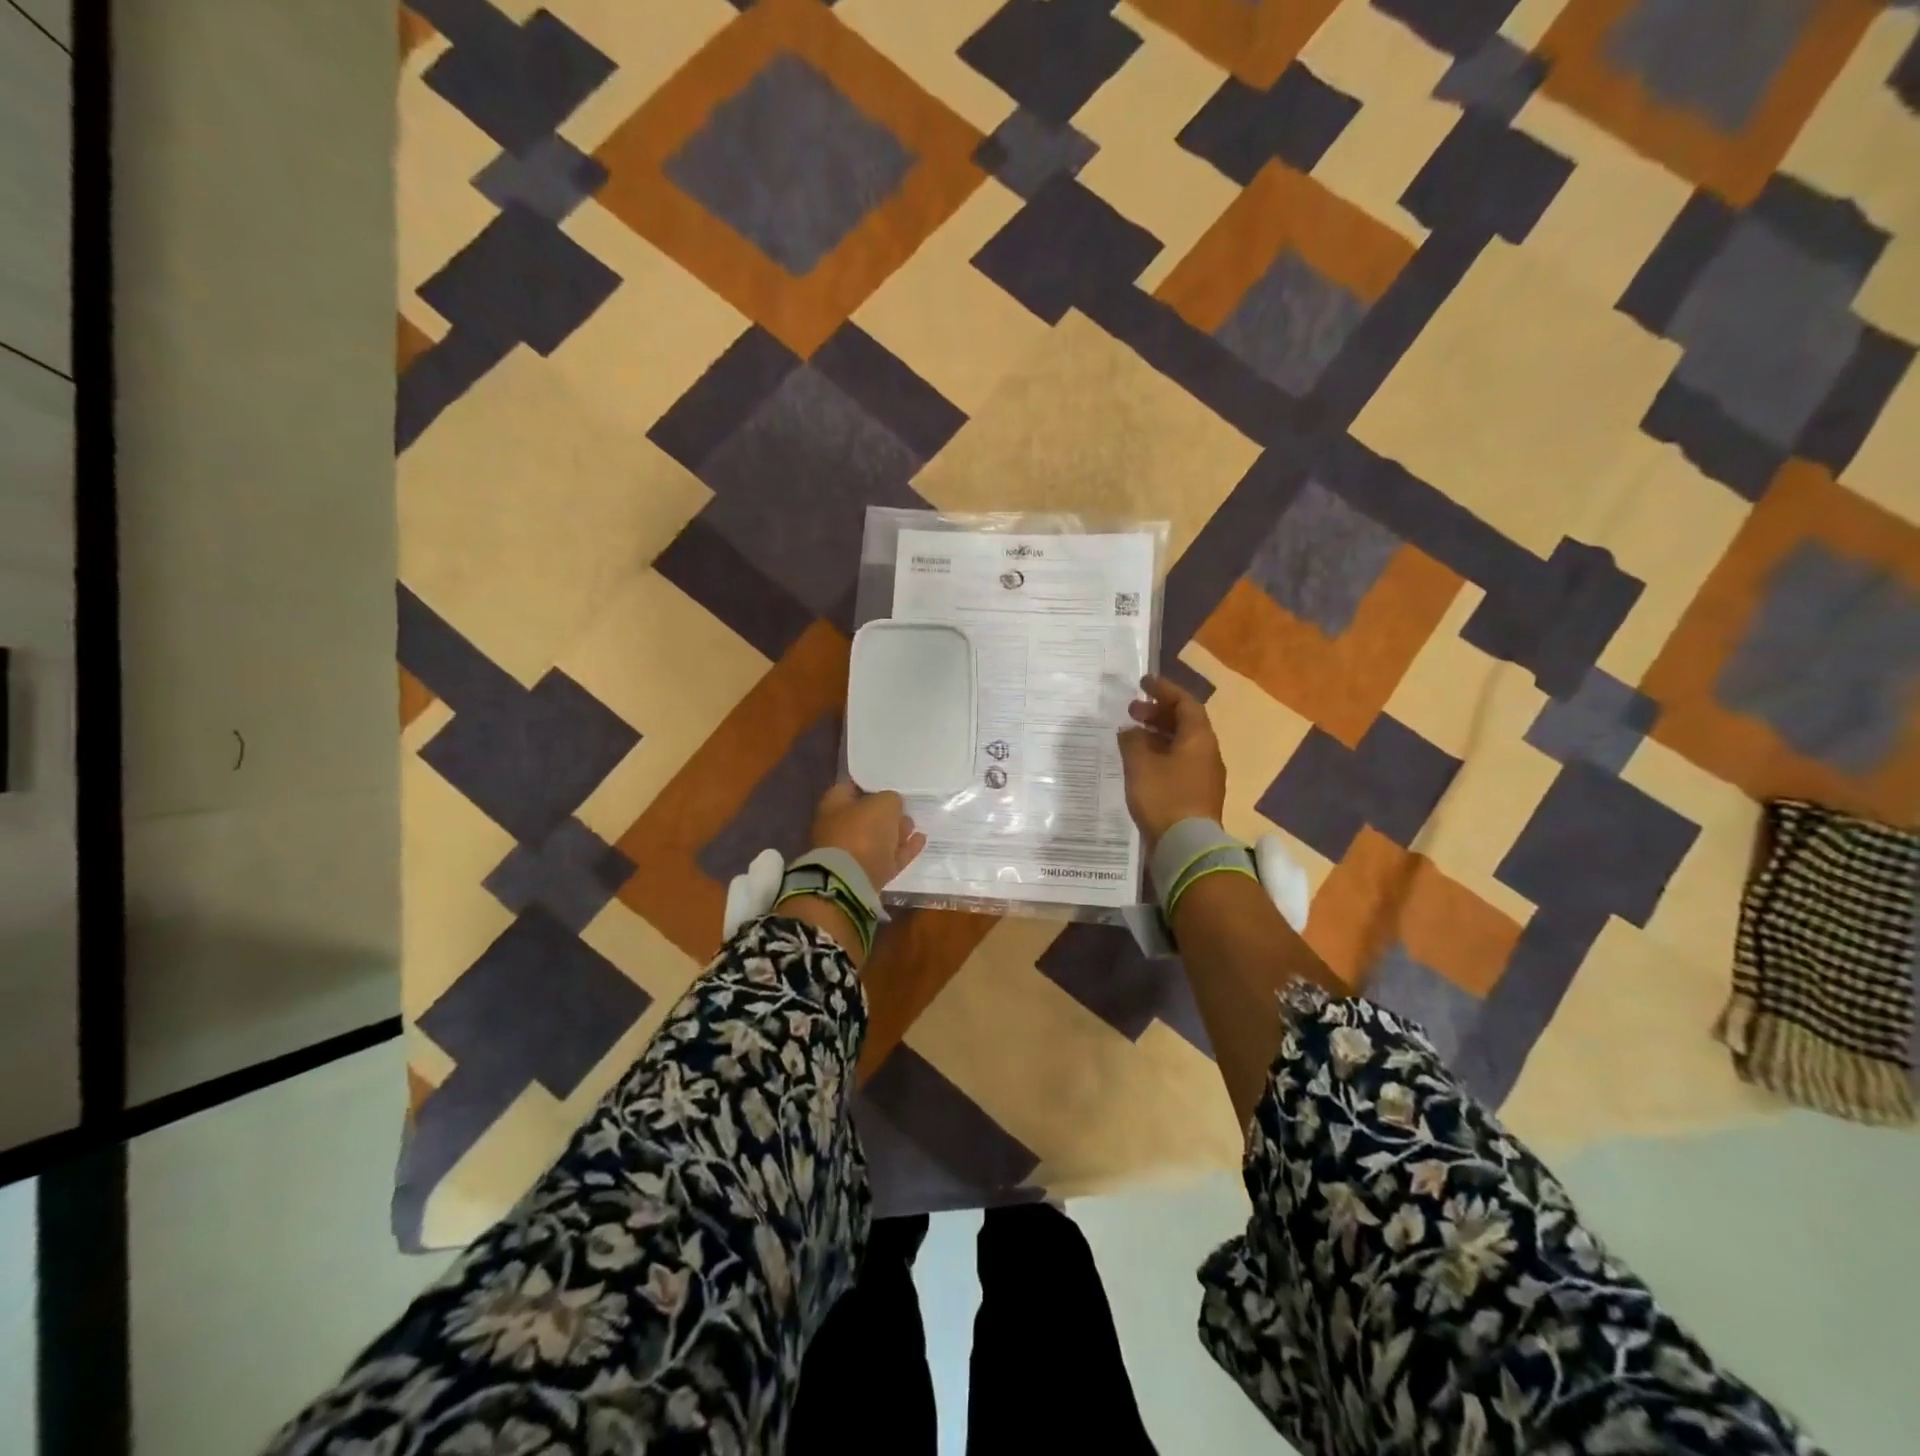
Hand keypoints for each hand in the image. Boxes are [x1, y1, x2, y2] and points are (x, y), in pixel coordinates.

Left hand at [809, 782, 926, 890]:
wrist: (850, 882)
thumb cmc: (862, 832)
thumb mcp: (883, 804)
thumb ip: (891, 799)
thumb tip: (893, 805)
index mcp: (834, 805)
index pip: (851, 787)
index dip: (871, 783)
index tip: (890, 782)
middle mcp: (839, 828)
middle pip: (866, 815)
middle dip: (886, 811)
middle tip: (906, 805)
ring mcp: (852, 853)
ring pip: (878, 838)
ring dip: (896, 831)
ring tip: (914, 823)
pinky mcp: (867, 874)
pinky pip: (889, 857)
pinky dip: (904, 849)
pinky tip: (920, 840)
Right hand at [1117, 674, 1226, 849]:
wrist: (1186, 846)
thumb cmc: (1164, 797)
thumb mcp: (1140, 764)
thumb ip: (1132, 741)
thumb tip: (1129, 730)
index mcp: (1199, 739)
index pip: (1185, 703)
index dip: (1164, 690)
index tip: (1143, 682)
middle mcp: (1207, 753)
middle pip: (1185, 723)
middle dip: (1158, 713)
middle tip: (1132, 711)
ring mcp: (1203, 775)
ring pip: (1181, 744)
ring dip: (1157, 734)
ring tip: (1131, 735)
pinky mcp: (1195, 794)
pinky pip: (1178, 763)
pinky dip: (1159, 754)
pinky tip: (1139, 762)